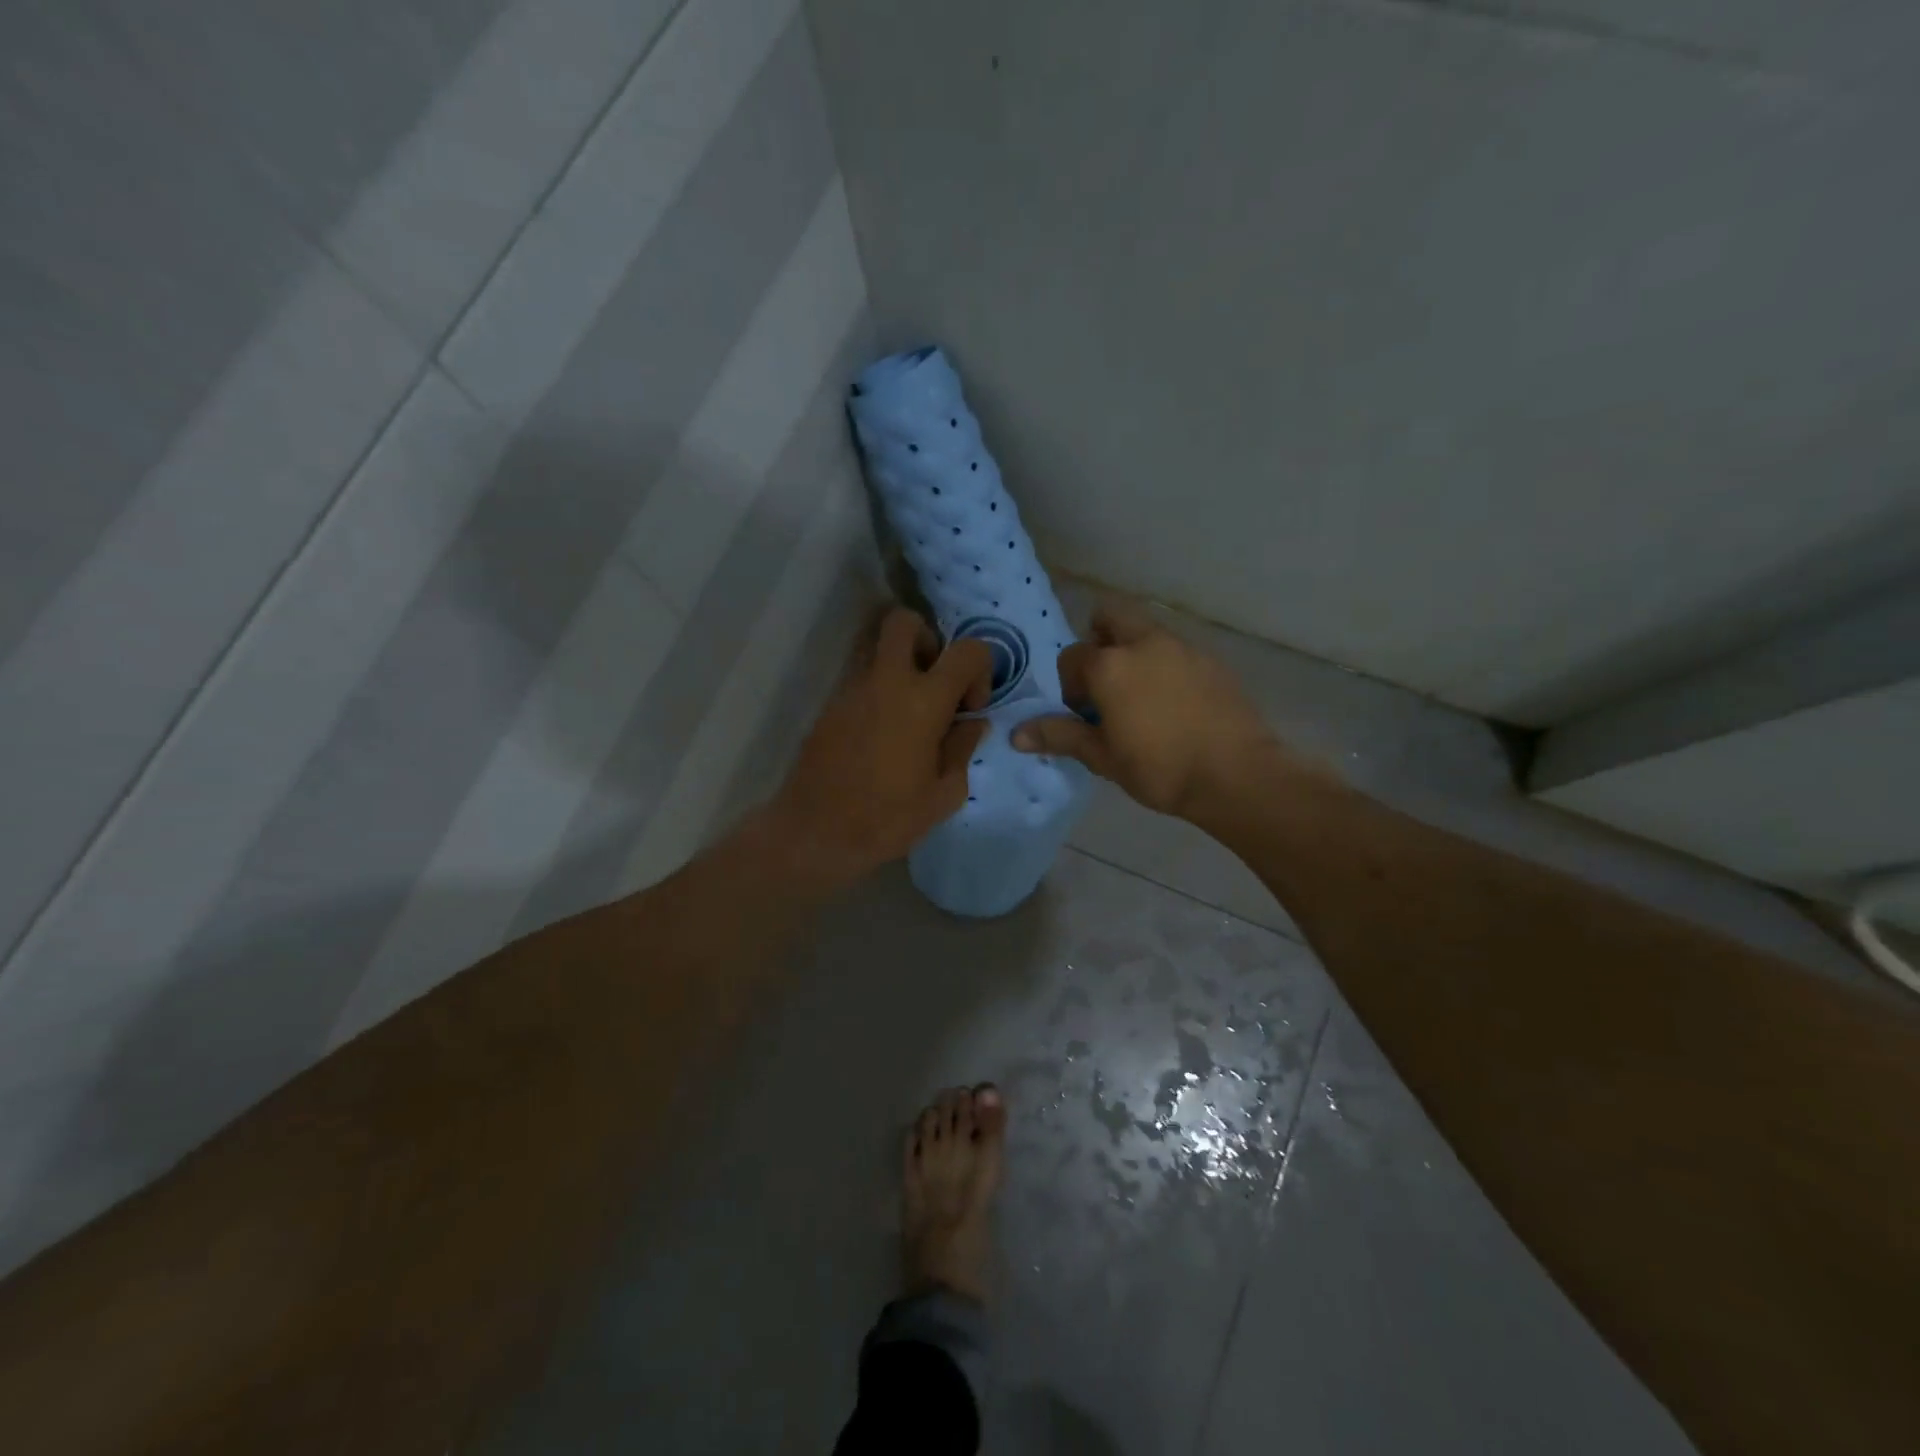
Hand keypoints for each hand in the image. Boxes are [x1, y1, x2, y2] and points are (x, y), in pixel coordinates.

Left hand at [768, 607, 991, 889]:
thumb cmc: (887, 819)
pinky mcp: (830, 705)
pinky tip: (883, 733)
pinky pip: (860, 678)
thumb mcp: (944, 794)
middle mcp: (887, 681)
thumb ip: (963, 750)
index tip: (970, 708)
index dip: (980, 670)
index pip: (967, 650)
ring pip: (877, 647)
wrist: (815, 832)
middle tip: (934, 683)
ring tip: (909, 710)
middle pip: (904, 621)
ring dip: (900, 664)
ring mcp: (852, 689)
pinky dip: (878, 690)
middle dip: (928, 640)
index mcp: (924, 701)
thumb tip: (971, 723)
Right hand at [1012, 601, 1279, 821]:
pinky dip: (1165, 665)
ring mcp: (1183, 647)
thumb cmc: (1160, 768)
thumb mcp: (1103, 757)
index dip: (1070, 684)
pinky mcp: (1212, 660)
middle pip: (1110, 617)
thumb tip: (1016, 734)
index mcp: (1110, 665)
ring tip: (1141, 699)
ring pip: (1146, 632)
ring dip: (1134, 652)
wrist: (1236, 775)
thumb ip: (1061, 736)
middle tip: (1106, 683)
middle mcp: (1144, 643)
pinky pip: (1176, 651)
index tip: (1083, 714)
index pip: (1073, 657)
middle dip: (1099, 640)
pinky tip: (1175, 705)